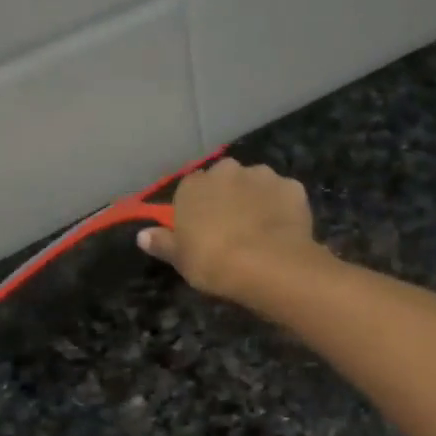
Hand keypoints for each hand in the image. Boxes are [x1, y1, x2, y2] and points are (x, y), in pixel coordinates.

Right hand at [137, 157, 321, 299]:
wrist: (267, 265)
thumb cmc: (214, 262)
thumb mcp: (181, 259)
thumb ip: (163, 243)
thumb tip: (142, 236)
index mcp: (194, 185)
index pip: (190, 189)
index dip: (198, 209)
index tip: (202, 229)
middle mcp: (227, 171)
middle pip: (225, 180)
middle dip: (229, 197)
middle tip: (233, 229)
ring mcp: (263, 176)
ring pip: (257, 184)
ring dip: (257, 200)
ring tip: (262, 231)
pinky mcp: (292, 187)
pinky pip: (284, 196)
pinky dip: (283, 208)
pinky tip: (284, 231)